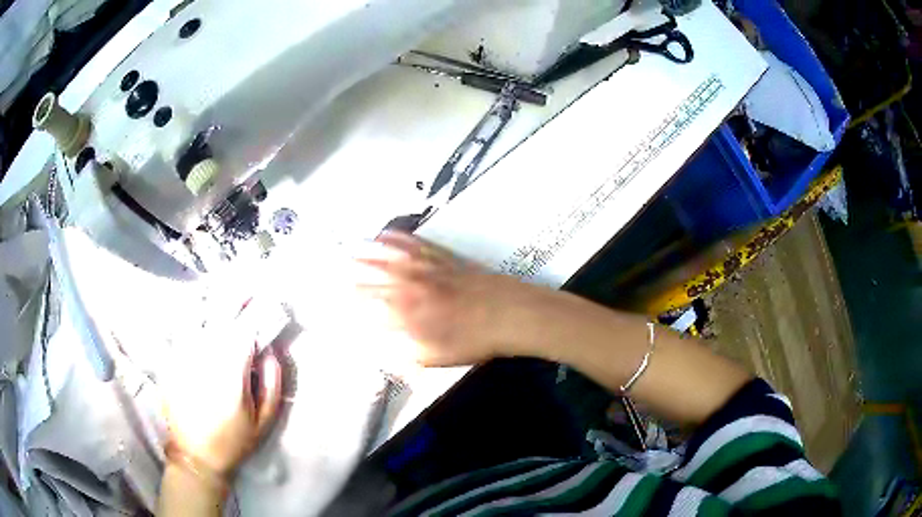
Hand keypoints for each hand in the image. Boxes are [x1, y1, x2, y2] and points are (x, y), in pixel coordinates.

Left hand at [162, 299, 283, 478]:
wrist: (195, 455)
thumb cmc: (234, 441)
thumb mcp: (264, 421)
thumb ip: (272, 384)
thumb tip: (270, 350)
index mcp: (230, 375)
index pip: (245, 331)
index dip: (258, 313)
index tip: (269, 301)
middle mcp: (204, 359)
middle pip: (220, 316)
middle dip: (237, 297)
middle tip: (249, 286)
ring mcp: (183, 357)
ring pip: (198, 315)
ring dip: (214, 298)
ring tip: (226, 288)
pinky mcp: (171, 360)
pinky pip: (181, 327)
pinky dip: (193, 313)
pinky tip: (201, 305)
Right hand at [351, 231, 544, 366]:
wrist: (511, 314)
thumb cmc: (474, 341)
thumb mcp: (436, 358)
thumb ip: (404, 354)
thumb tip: (381, 350)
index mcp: (407, 314)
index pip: (369, 306)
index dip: (351, 302)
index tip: (336, 297)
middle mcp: (411, 287)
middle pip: (374, 277)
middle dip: (352, 273)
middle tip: (334, 267)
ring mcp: (427, 268)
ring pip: (390, 256)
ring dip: (367, 252)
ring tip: (349, 247)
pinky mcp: (442, 257)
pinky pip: (414, 243)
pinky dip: (397, 238)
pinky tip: (385, 233)